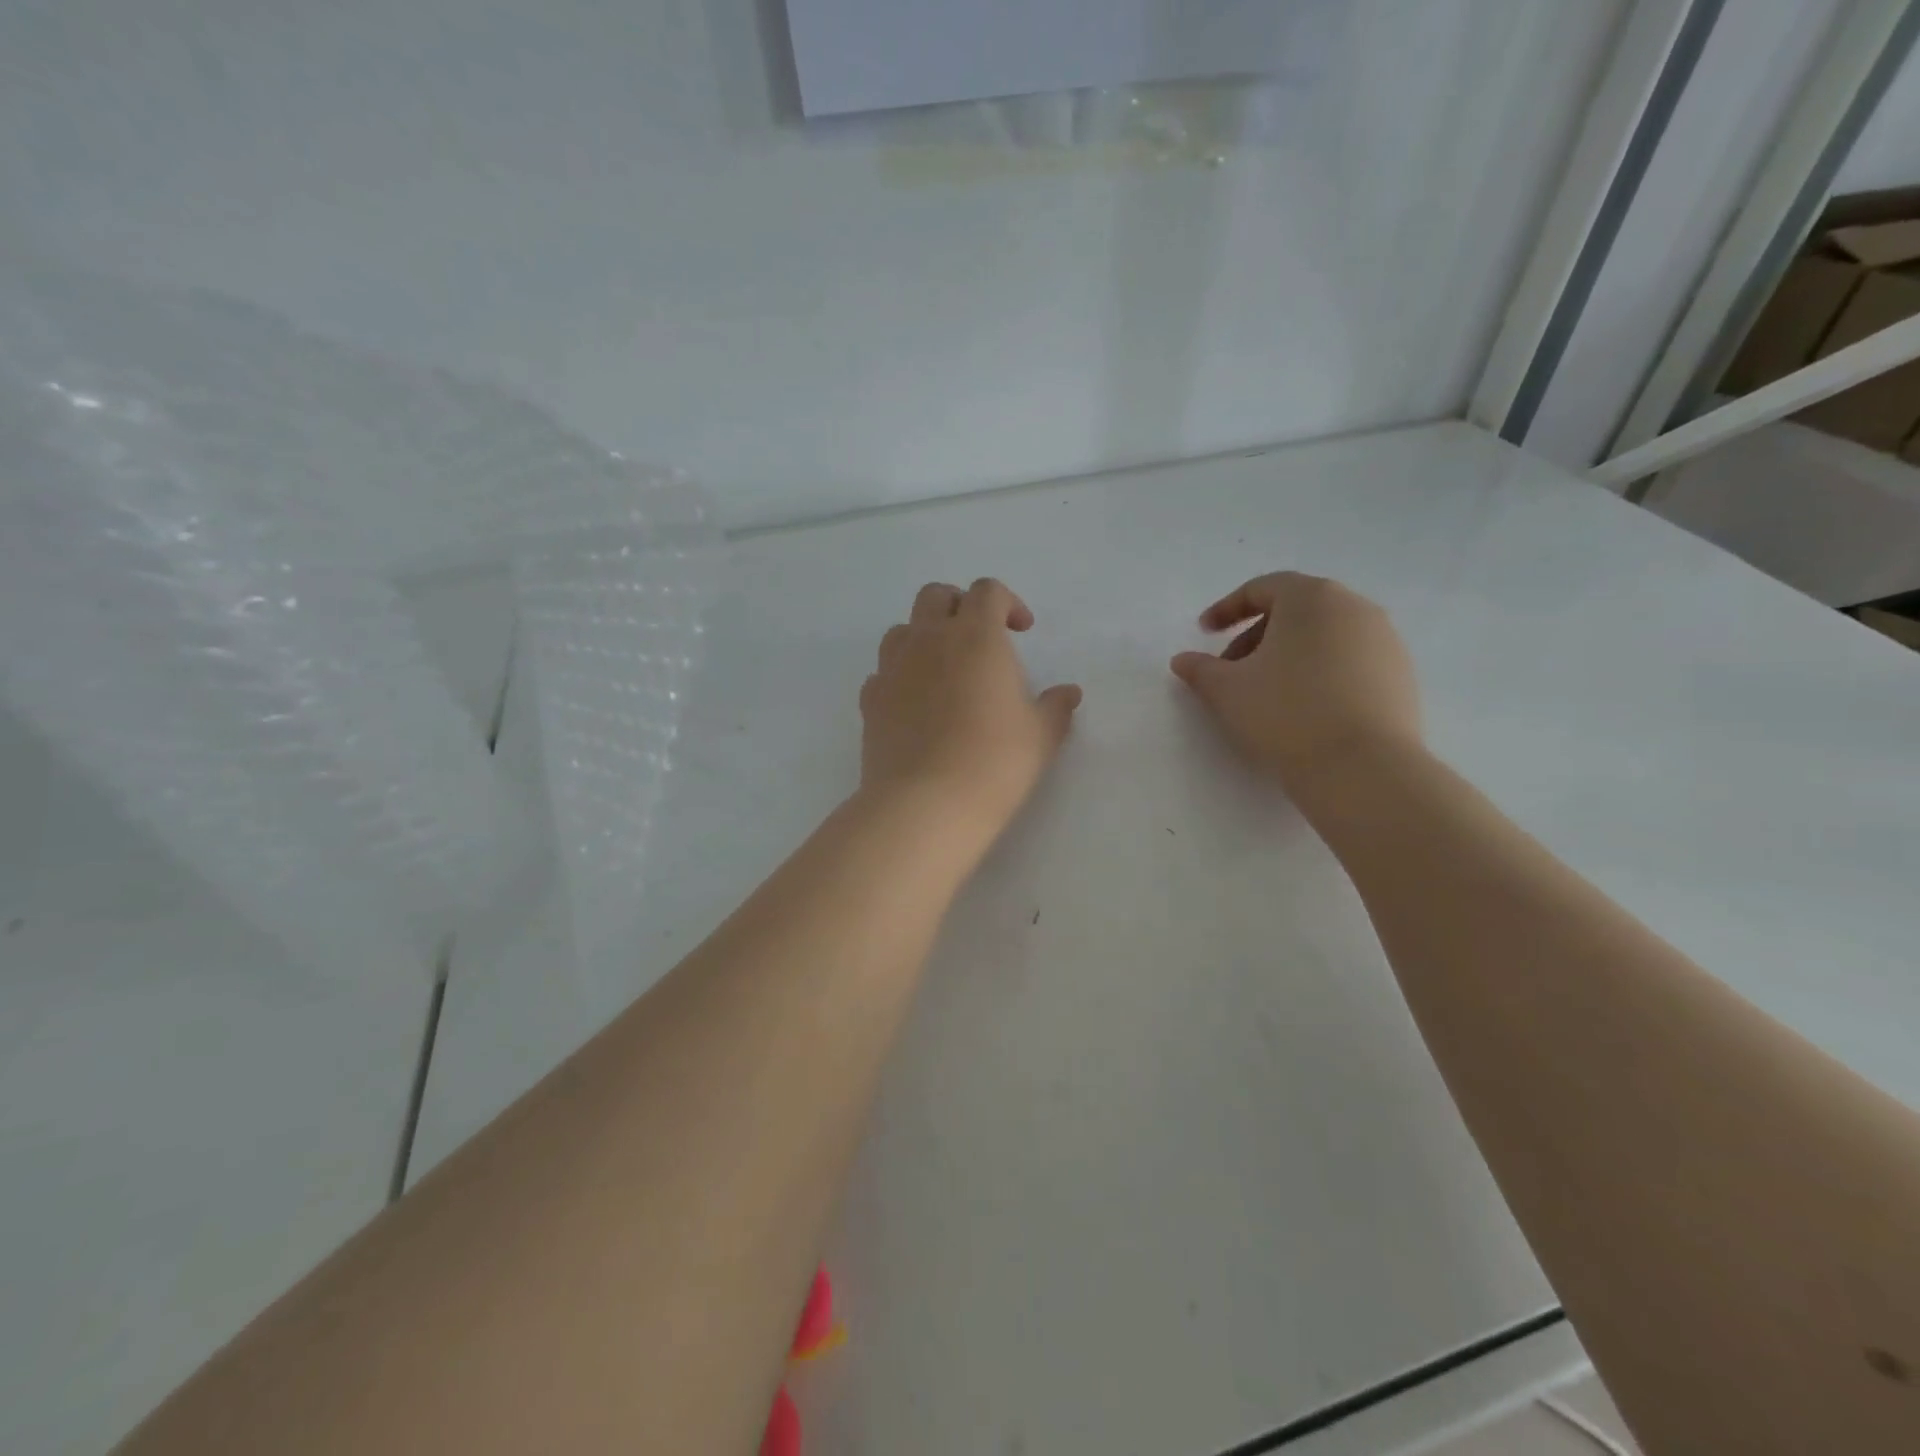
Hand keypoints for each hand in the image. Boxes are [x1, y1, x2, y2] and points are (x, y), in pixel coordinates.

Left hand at [859, 578, 1081, 845]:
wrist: (926, 803)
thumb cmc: (995, 762)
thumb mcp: (1041, 736)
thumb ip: (1056, 707)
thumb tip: (1069, 692)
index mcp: (976, 636)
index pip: (987, 592)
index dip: (1007, 602)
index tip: (1021, 631)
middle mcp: (929, 640)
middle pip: (936, 596)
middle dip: (959, 605)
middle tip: (978, 637)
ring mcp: (893, 668)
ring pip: (902, 630)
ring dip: (923, 636)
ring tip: (943, 668)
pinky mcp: (870, 700)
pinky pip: (882, 672)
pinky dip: (899, 676)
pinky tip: (914, 704)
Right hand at [1170, 572, 1422, 792]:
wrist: (1362, 768)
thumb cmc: (1285, 713)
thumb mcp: (1227, 690)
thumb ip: (1200, 669)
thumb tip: (1182, 660)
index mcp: (1311, 598)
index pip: (1262, 589)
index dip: (1226, 609)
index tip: (1204, 633)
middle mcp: (1354, 607)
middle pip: (1295, 610)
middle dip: (1256, 636)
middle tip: (1231, 670)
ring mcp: (1385, 641)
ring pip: (1324, 636)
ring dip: (1289, 655)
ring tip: (1266, 693)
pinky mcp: (1401, 675)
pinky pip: (1350, 661)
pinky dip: (1320, 673)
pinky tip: (1304, 709)